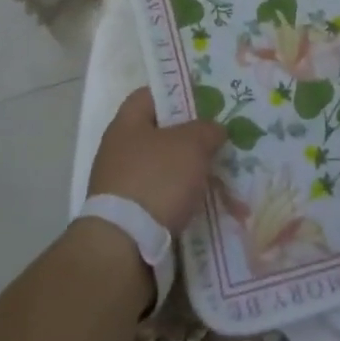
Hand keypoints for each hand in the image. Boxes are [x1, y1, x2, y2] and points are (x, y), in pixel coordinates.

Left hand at [87, 87, 226, 231]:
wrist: (124, 246)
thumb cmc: (156, 180)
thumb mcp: (191, 145)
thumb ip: (207, 129)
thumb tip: (214, 128)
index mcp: (127, 123)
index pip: (152, 94)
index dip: (179, 93)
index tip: (207, 102)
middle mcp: (119, 149)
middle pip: (160, 133)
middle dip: (190, 138)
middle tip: (220, 140)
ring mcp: (121, 184)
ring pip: (163, 168)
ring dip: (188, 171)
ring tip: (220, 175)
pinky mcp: (128, 215)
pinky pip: (161, 197)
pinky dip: (181, 199)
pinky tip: (204, 204)